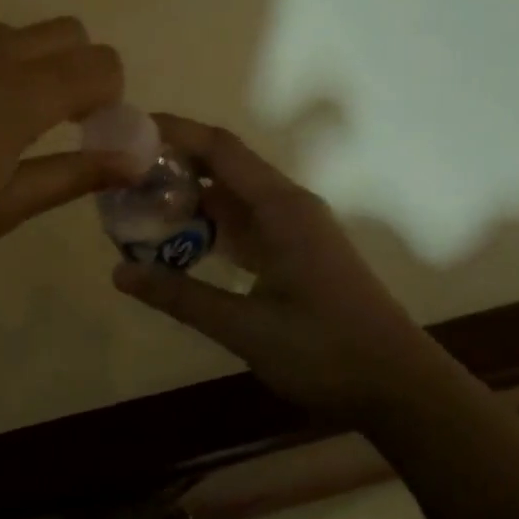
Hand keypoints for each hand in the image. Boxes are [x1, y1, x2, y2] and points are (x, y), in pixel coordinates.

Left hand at [0, 19, 130, 297]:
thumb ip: (71, 175)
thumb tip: (136, 156)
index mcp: (18, 94)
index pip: (100, 63)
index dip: (111, 96)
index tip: (91, 136)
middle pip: (65, 31)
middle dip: (79, 70)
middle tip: (55, 128)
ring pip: (13, 34)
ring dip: (31, 67)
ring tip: (1, 129)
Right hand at [112, 116, 462, 421]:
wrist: (399, 389)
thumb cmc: (326, 351)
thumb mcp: (244, 327)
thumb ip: (181, 296)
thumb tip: (119, 271)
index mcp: (281, 208)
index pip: (220, 149)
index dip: (175, 132)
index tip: (129, 130)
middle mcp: (288, 207)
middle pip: (223, 168)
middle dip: (173, 167)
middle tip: (120, 177)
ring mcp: (294, 230)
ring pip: (232, 199)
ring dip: (188, 200)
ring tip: (138, 207)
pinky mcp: (295, 254)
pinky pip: (243, 225)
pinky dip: (209, 227)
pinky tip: (178, 244)